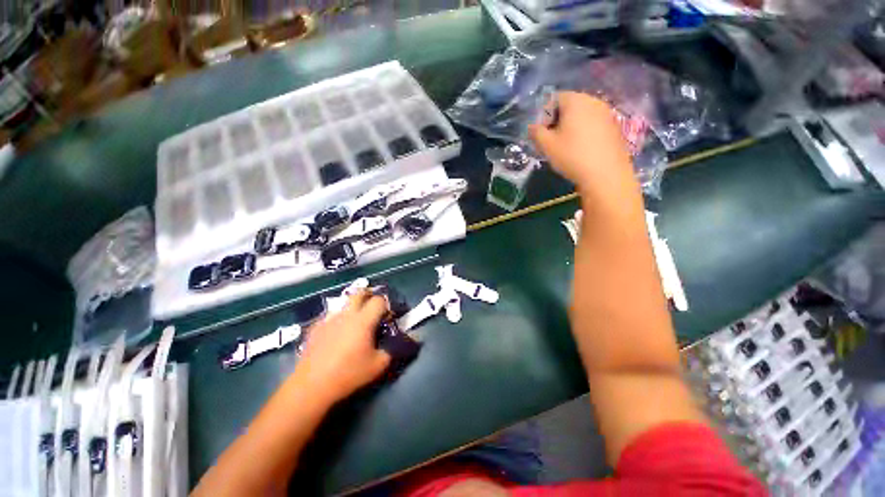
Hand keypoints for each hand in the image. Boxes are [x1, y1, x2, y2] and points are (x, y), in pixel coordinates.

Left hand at [290, 290, 391, 404]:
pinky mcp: (316, 327)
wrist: (312, 385)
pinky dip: (339, 319)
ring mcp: (329, 319)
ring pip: (344, 303)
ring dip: (353, 307)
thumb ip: (392, 350)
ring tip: (355, 323)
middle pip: (359, 293)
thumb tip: (403, 342)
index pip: (378, 300)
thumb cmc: (348, 374)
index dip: (386, 305)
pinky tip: (337, 335)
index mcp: (363, 321)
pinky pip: (331, 316)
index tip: (388, 316)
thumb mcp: (377, 366)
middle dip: (369, 296)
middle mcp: (346, 314)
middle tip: (373, 308)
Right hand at [529, 92, 634, 192]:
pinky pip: (594, 123)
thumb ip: (536, 132)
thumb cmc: (572, 155)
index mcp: (575, 100)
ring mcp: (607, 113)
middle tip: (552, 140)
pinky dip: (585, 131)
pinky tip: (582, 148)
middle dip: (558, 120)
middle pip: (570, 105)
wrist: (605, 173)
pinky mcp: (615, 126)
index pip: (555, 98)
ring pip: (583, 114)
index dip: (545, 115)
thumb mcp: (547, 145)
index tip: (542, 133)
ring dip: (572, 126)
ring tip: (566, 145)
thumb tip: (532, 126)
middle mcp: (593, 101)